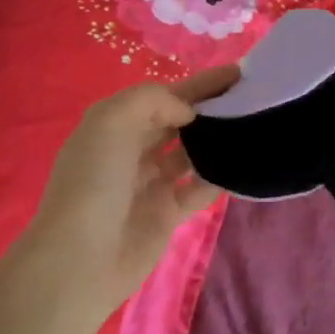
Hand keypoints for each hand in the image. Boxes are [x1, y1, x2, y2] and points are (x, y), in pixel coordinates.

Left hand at [21, 66, 239, 312]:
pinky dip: (219, 176)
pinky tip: (243, 164)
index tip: (238, 73)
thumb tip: (188, 113)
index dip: (199, 84)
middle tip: (254, 97)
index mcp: (116, 123)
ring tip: (255, 126)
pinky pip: (199, 188)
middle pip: (180, 120)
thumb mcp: (112, 121)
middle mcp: (133, 148)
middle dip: (211, 107)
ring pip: (192, 152)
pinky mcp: (167, 213)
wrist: (79, 260)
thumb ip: (154, 100)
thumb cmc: (93, 182)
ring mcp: (151, 182)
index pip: (165, 94)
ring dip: (218, 139)